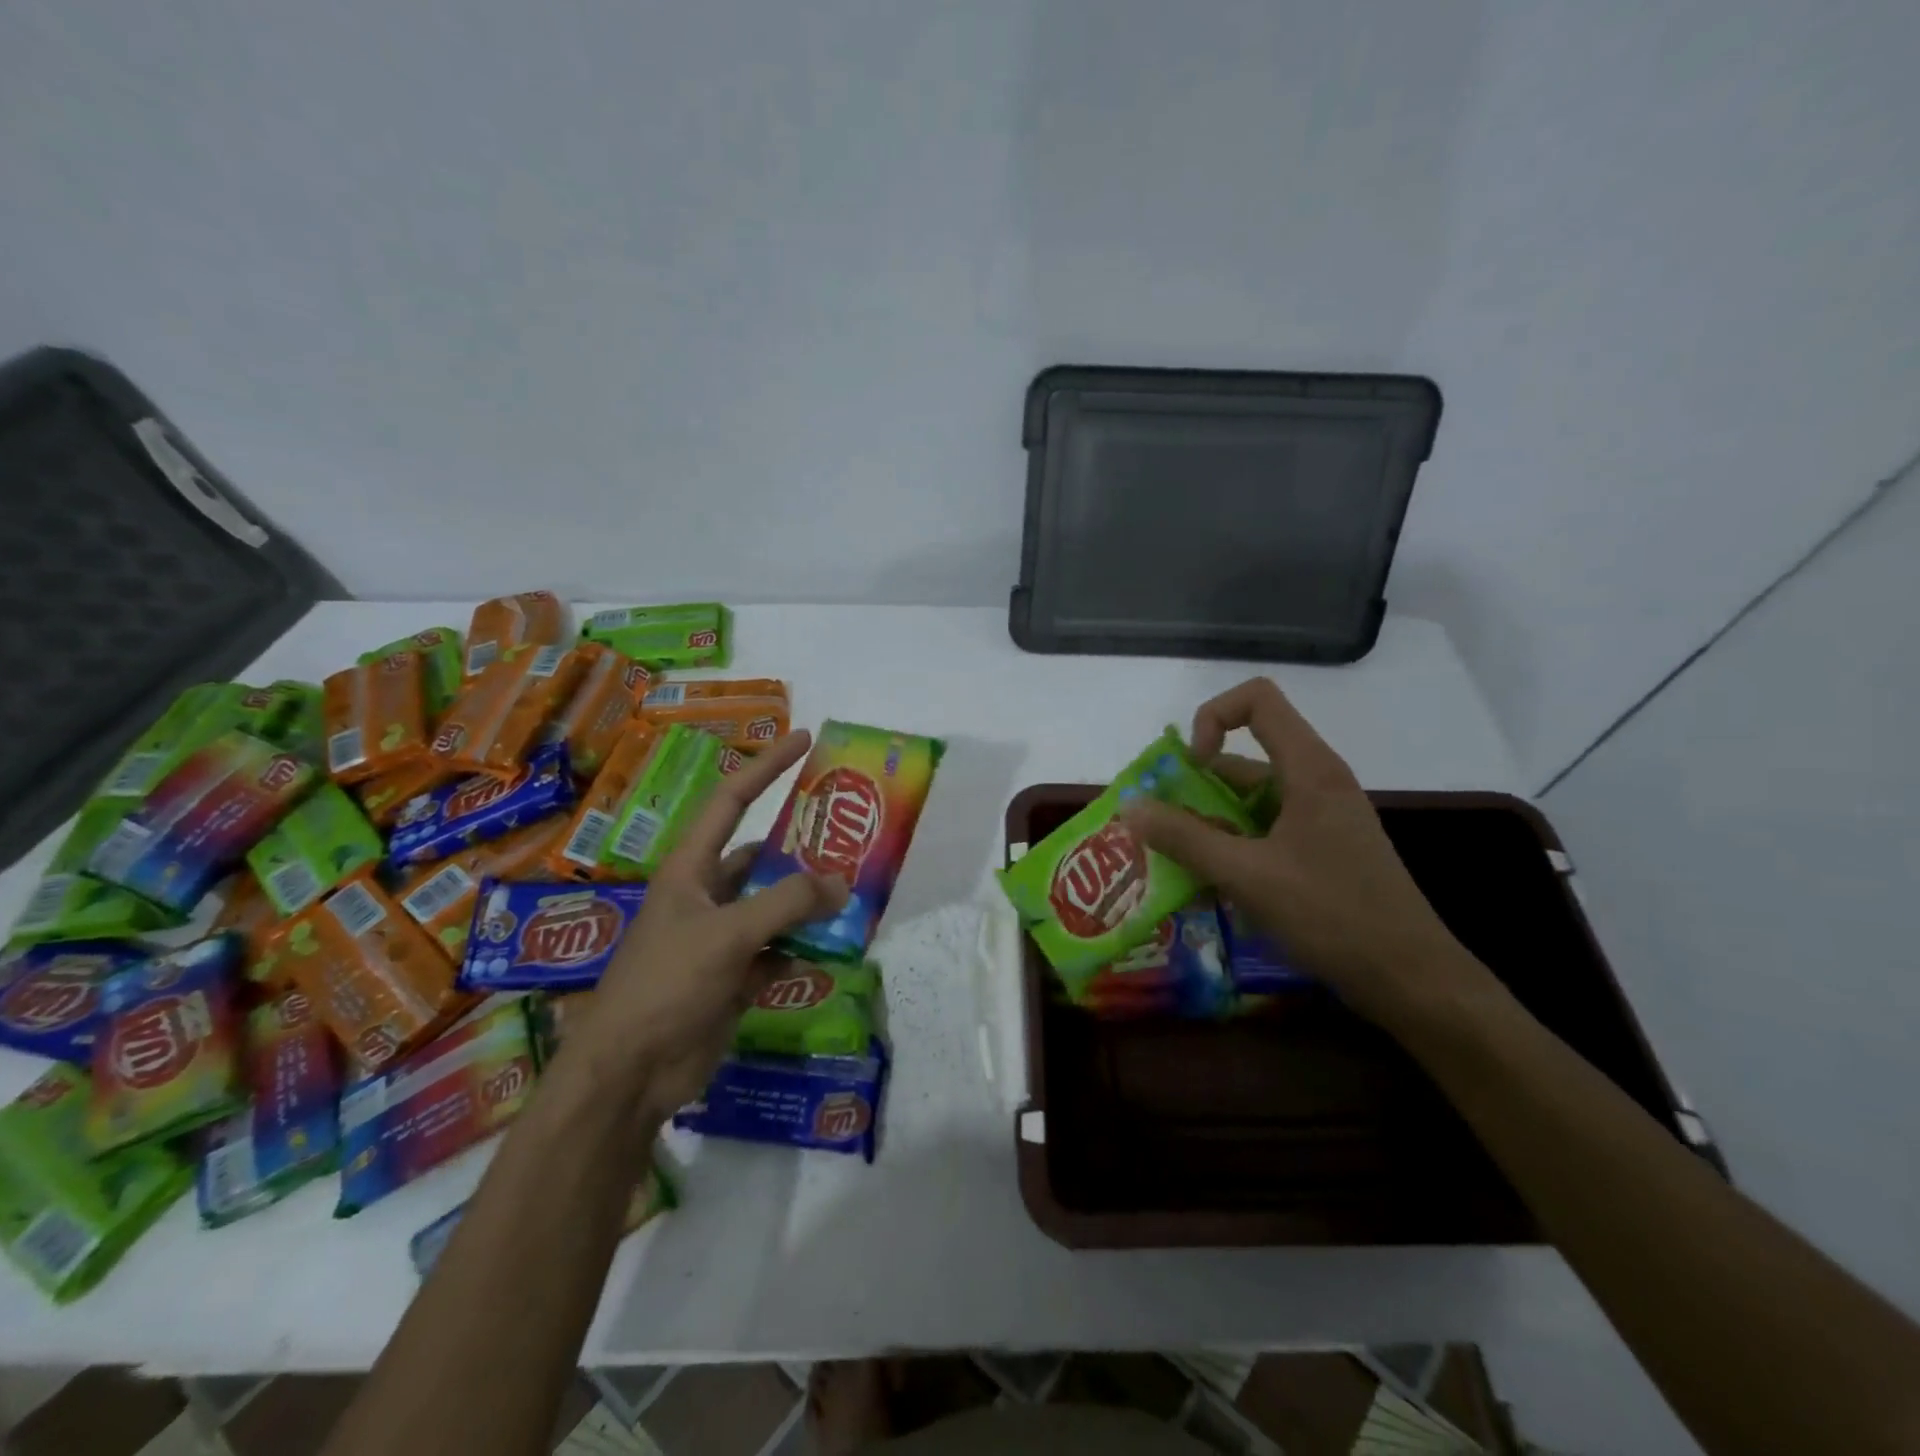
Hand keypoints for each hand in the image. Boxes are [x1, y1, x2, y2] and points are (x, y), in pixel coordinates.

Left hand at [565, 731, 848, 1121]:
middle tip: (852, 835)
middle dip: (803, 847)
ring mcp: (721, 937)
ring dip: (809, 904)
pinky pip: (778, 950)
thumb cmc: (666, 984)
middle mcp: (707, 894)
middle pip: (763, 856)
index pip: (733, 799)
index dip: (767, 765)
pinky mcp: (734, 975)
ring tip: (856, 893)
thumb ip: (787, 903)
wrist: (630, 1073)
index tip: (805, 739)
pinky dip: (803, 949)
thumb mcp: (727, 934)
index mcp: (691, 868)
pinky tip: (832, 951)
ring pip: (776, 905)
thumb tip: (841, 884)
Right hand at [1121, 678, 1490, 1027]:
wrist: (1412, 979)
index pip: (1258, 700)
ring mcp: (1323, 817)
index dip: (1213, 717)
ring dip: (1210, 821)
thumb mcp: (1247, 875)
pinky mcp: (1325, 849)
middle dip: (1196, 785)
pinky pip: (1267, 829)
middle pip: (1246, 756)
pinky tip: (1211, 884)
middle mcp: (1317, 781)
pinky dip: (1233, 844)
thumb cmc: (1332, 915)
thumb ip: (1185, 838)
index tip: (1191, 766)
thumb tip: (1130, 806)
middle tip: (1159, 827)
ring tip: (1175, 862)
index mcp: (1309, 769)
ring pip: (1253, 799)